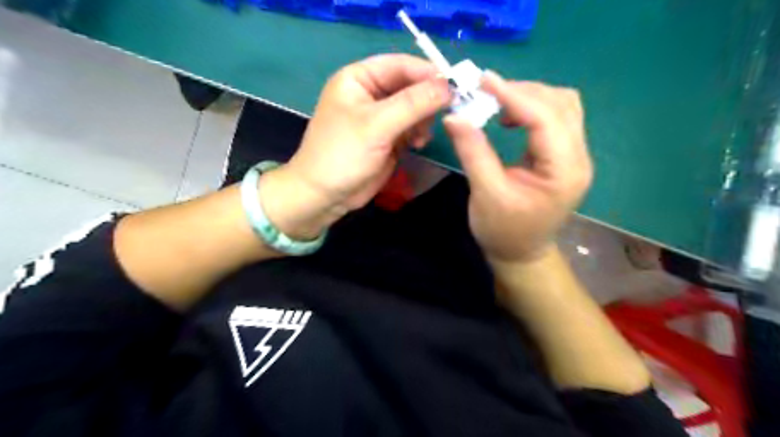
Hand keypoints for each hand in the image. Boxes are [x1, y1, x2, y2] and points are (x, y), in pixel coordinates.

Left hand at [258, 54, 450, 240]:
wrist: (326, 195)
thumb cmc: (342, 154)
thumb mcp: (377, 125)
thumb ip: (413, 103)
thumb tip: (449, 86)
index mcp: (359, 78)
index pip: (401, 65)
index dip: (428, 73)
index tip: (454, 87)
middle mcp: (371, 93)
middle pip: (410, 86)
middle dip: (428, 100)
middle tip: (445, 114)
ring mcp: (381, 117)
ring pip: (415, 108)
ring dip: (423, 120)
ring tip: (422, 137)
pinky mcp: (388, 137)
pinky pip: (412, 127)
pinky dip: (419, 134)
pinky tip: (418, 144)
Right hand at [444, 70, 590, 265]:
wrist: (521, 254)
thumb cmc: (503, 231)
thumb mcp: (485, 194)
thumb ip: (473, 152)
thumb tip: (454, 116)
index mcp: (564, 171)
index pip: (545, 118)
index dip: (514, 95)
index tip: (483, 80)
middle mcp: (578, 157)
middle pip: (561, 104)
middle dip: (523, 92)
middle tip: (485, 93)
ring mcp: (574, 155)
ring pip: (561, 106)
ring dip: (529, 97)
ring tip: (496, 103)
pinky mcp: (563, 155)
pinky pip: (554, 118)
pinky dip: (531, 109)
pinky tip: (509, 118)